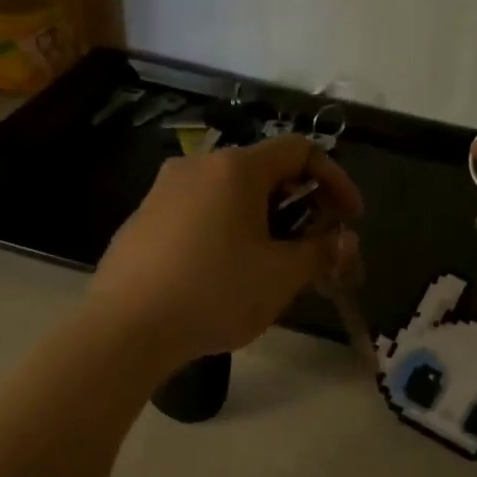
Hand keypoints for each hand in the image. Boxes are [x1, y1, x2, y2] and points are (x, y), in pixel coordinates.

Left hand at [88, 135, 363, 369]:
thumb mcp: (281, 276)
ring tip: (270, 266)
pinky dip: (226, 232)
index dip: (336, 180)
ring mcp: (163, 191)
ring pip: (229, 195)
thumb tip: (342, 241)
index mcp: (236, 168)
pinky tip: (223, 275)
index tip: (350, 219)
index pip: (301, 150)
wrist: (125, 326)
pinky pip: (198, 214)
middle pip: (264, 172)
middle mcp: (198, 165)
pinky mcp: (142, 219)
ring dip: (262, 222)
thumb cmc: (215, 292)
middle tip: (312, 249)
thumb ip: (321, 251)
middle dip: (299, 206)